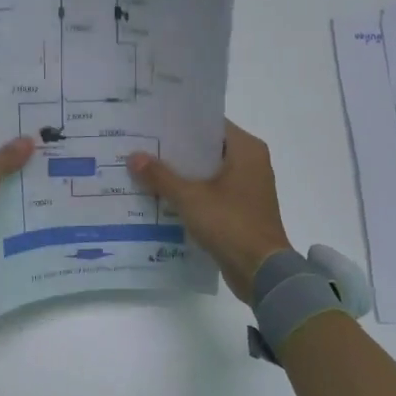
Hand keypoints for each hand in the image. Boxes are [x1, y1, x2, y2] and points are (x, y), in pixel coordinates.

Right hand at [127, 120, 292, 301]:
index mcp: (247, 149)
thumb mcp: (190, 198)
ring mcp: (248, 187)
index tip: (153, 124)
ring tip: (146, 169)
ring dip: (182, 173)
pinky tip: (163, 195)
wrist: (261, 271)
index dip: (181, 124)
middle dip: (176, 150)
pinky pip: (212, 192)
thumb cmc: (230, 224)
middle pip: (207, 148)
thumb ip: (161, 176)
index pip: (210, 124)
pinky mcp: (242, 209)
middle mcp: (252, 162)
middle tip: (142, 146)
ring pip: (208, 172)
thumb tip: (133, 156)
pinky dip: (192, 192)